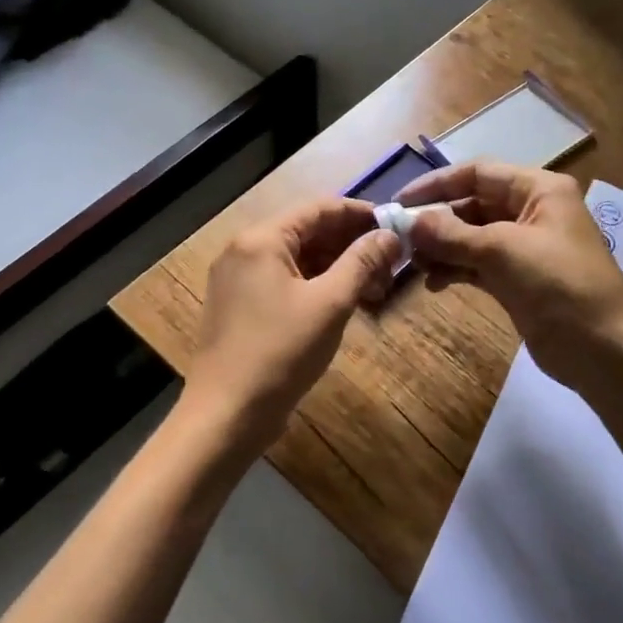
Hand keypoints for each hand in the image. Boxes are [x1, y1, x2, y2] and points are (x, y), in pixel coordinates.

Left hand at [182, 198, 400, 451]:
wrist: (226, 415)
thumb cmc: (280, 353)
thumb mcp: (330, 304)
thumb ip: (361, 262)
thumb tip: (389, 235)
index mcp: (262, 240)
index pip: (320, 208)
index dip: (361, 215)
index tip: (397, 228)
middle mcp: (245, 250)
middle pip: (308, 232)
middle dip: (352, 245)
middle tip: (392, 265)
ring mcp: (238, 280)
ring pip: (298, 259)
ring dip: (338, 268)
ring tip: (376, 289)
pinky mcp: (240, 307)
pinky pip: (285, 282)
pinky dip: (317, 287)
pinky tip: (346, 304)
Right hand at [396, 160, 622, 393]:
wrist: (603, 348)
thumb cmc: (557, 284)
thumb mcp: (501, 251)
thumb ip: (451, 234)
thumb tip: (409, 222)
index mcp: (537, 190)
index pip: (478, 173)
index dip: (437, 184)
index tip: (400, 202)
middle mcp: (531, 212)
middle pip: (472, 205)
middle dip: (437, 221)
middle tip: (401, 240)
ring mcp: (524, 248)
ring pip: (471, 237)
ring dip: (442, 248)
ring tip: (414, 264)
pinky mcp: (518, 280)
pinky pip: (477, 265)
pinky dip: (455, 270)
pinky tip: (434, 283)